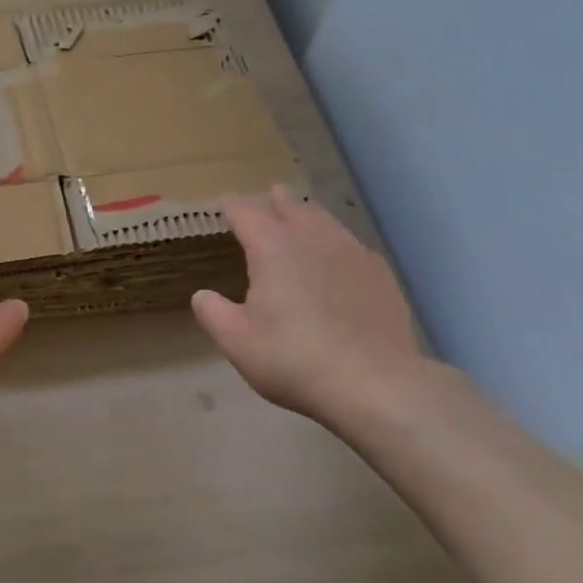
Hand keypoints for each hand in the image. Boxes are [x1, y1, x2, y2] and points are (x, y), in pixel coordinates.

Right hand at [191, 186, 423, 422]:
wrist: (376, 385)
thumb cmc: (294, 359)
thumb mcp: (237, 342)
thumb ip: (213, 313)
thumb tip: (202, 295)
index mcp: (271, 246)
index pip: (244, 211)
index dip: (231, 205)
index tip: (224, 204)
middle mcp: (311, 237)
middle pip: (291, 206)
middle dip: (276, 201)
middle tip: (270, 197)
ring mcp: (351, 252)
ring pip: (326, 220)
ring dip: (310, 217)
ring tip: (304, 220)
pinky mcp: (380, 274)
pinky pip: (352, 246)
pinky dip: (339, 245)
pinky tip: (341, 260)